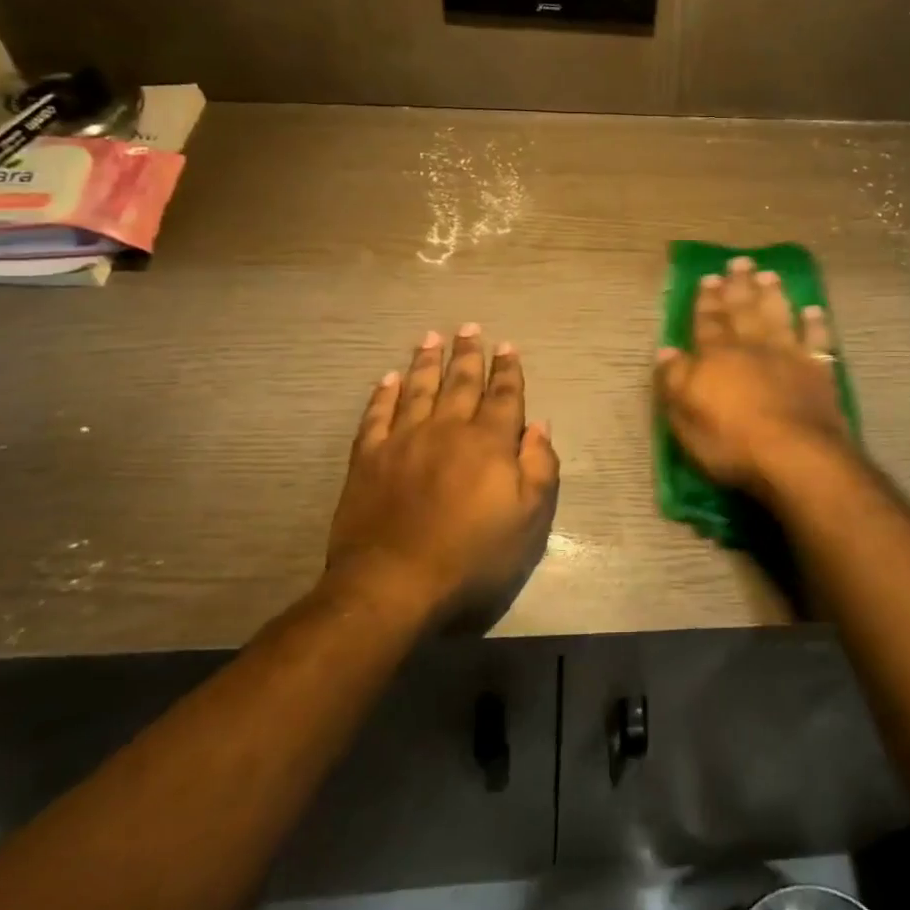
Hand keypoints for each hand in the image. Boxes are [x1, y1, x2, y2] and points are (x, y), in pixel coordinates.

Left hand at [325, 325, 558, 627]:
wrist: (394, 582)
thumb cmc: (472, 555)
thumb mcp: (528, 520)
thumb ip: (539, 468)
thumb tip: (539, 426)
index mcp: (489, 443)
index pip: (503, 396)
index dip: (508, 371)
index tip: (508, 346)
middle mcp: (447, 429)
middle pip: (461, 383)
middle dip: (468, 354)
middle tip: (469, 327)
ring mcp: (404, 440)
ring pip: (419, 389)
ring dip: (427, 362)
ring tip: (432, 337)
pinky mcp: (369, 458)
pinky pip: (377, 415)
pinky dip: (384, 395)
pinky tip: (389, 379)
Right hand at [654, 256, 854, 494]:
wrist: (794, 455)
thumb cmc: (731, 442)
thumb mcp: (685, 417)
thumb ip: (675, 381)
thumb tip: (666, 351)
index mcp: (716, 357)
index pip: (708, 322)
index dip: (707, 301)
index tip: (708, 277)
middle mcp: (752, 348)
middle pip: (743, 311)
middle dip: (739, 286)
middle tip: (739, 262)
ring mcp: (789, 356)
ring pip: (778, 316)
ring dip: (773, 295)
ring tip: (770, 275)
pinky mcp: (818, 372)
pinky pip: (817, 340)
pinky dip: (816, 324)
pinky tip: (814, 310)